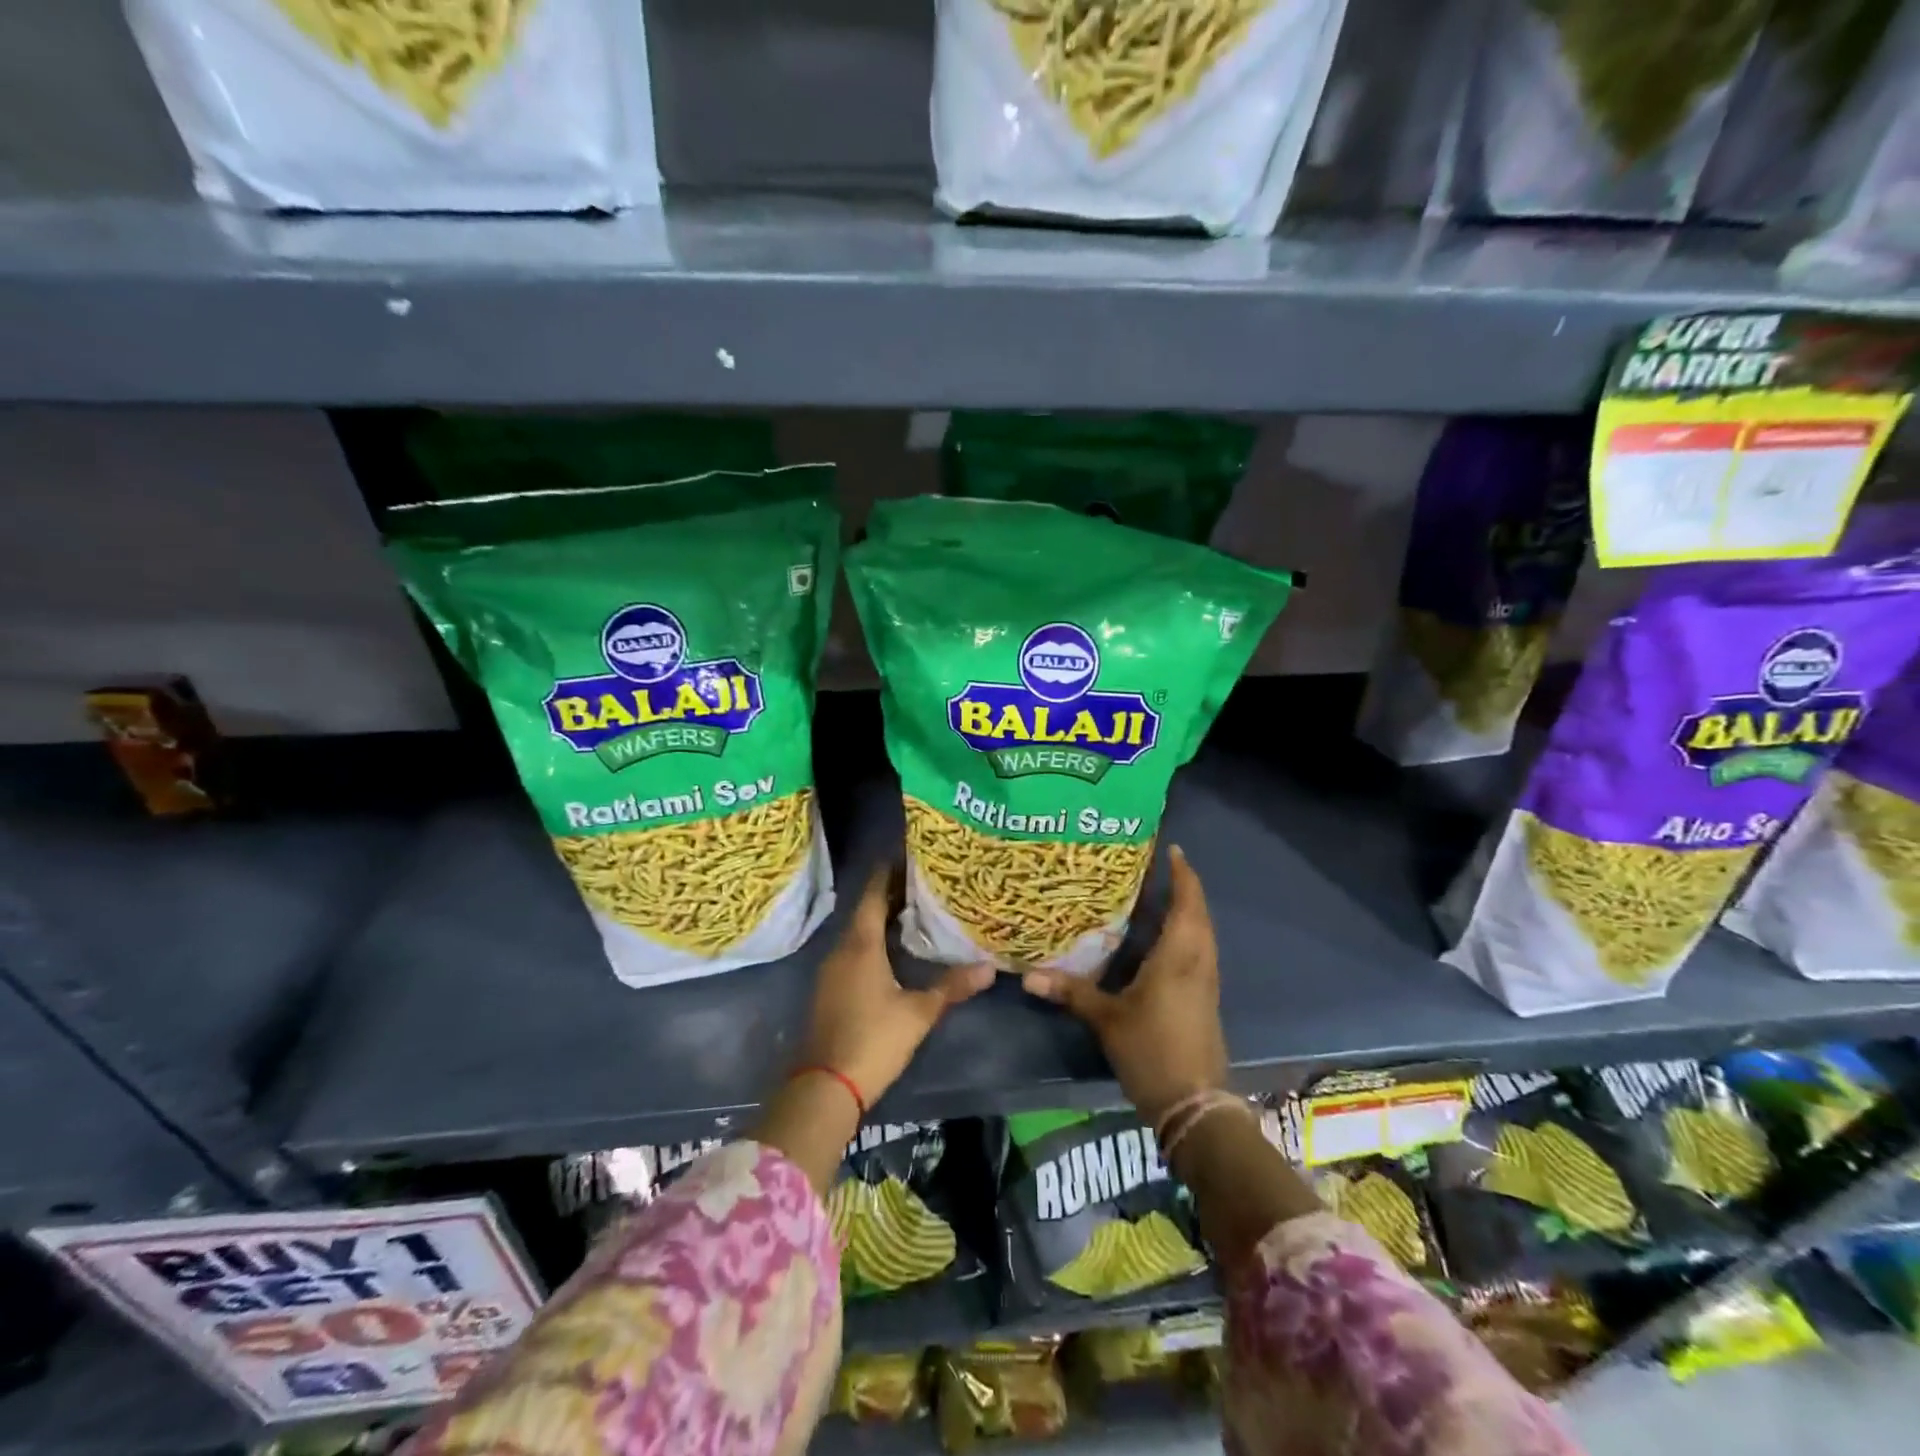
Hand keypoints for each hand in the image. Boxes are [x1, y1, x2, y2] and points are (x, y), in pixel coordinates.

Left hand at [797, 864, 994, 1109]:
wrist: (824, 1088)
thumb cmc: (873, 1040)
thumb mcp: (918, 1013)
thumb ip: (951, 987)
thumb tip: (990, 968)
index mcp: (861, 944)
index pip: (873, 893)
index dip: (889, 871)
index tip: (910, 855)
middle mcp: (841, 949)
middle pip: (866, 910)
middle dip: (891, 894)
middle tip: (924, 882)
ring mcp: (831, 970)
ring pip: (858, 932)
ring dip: (882, 919)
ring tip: (915, 911)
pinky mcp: (829, 989)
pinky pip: (853, 952)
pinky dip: (873, 942)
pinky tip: (894, 951)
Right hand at [1020, 845, 1227, 1127]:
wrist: (1194, 1105)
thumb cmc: (1152, 1051)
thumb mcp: (1107, 1019)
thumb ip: (1072, 992)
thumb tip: (1028, 976)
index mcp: (1178, 955)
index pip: (1187, 902)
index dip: (1182, 873)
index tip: (1171, 849)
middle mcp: (1198, 960)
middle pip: (1198, 913)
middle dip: (1183, 887)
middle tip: (1156, 868)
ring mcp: (1206, 980)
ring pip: (1201, 932)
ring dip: (1186, 910)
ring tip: (1157, 895)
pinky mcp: (1204, 998)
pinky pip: (1198, 951)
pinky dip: (1185, 933)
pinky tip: (1160, 939)